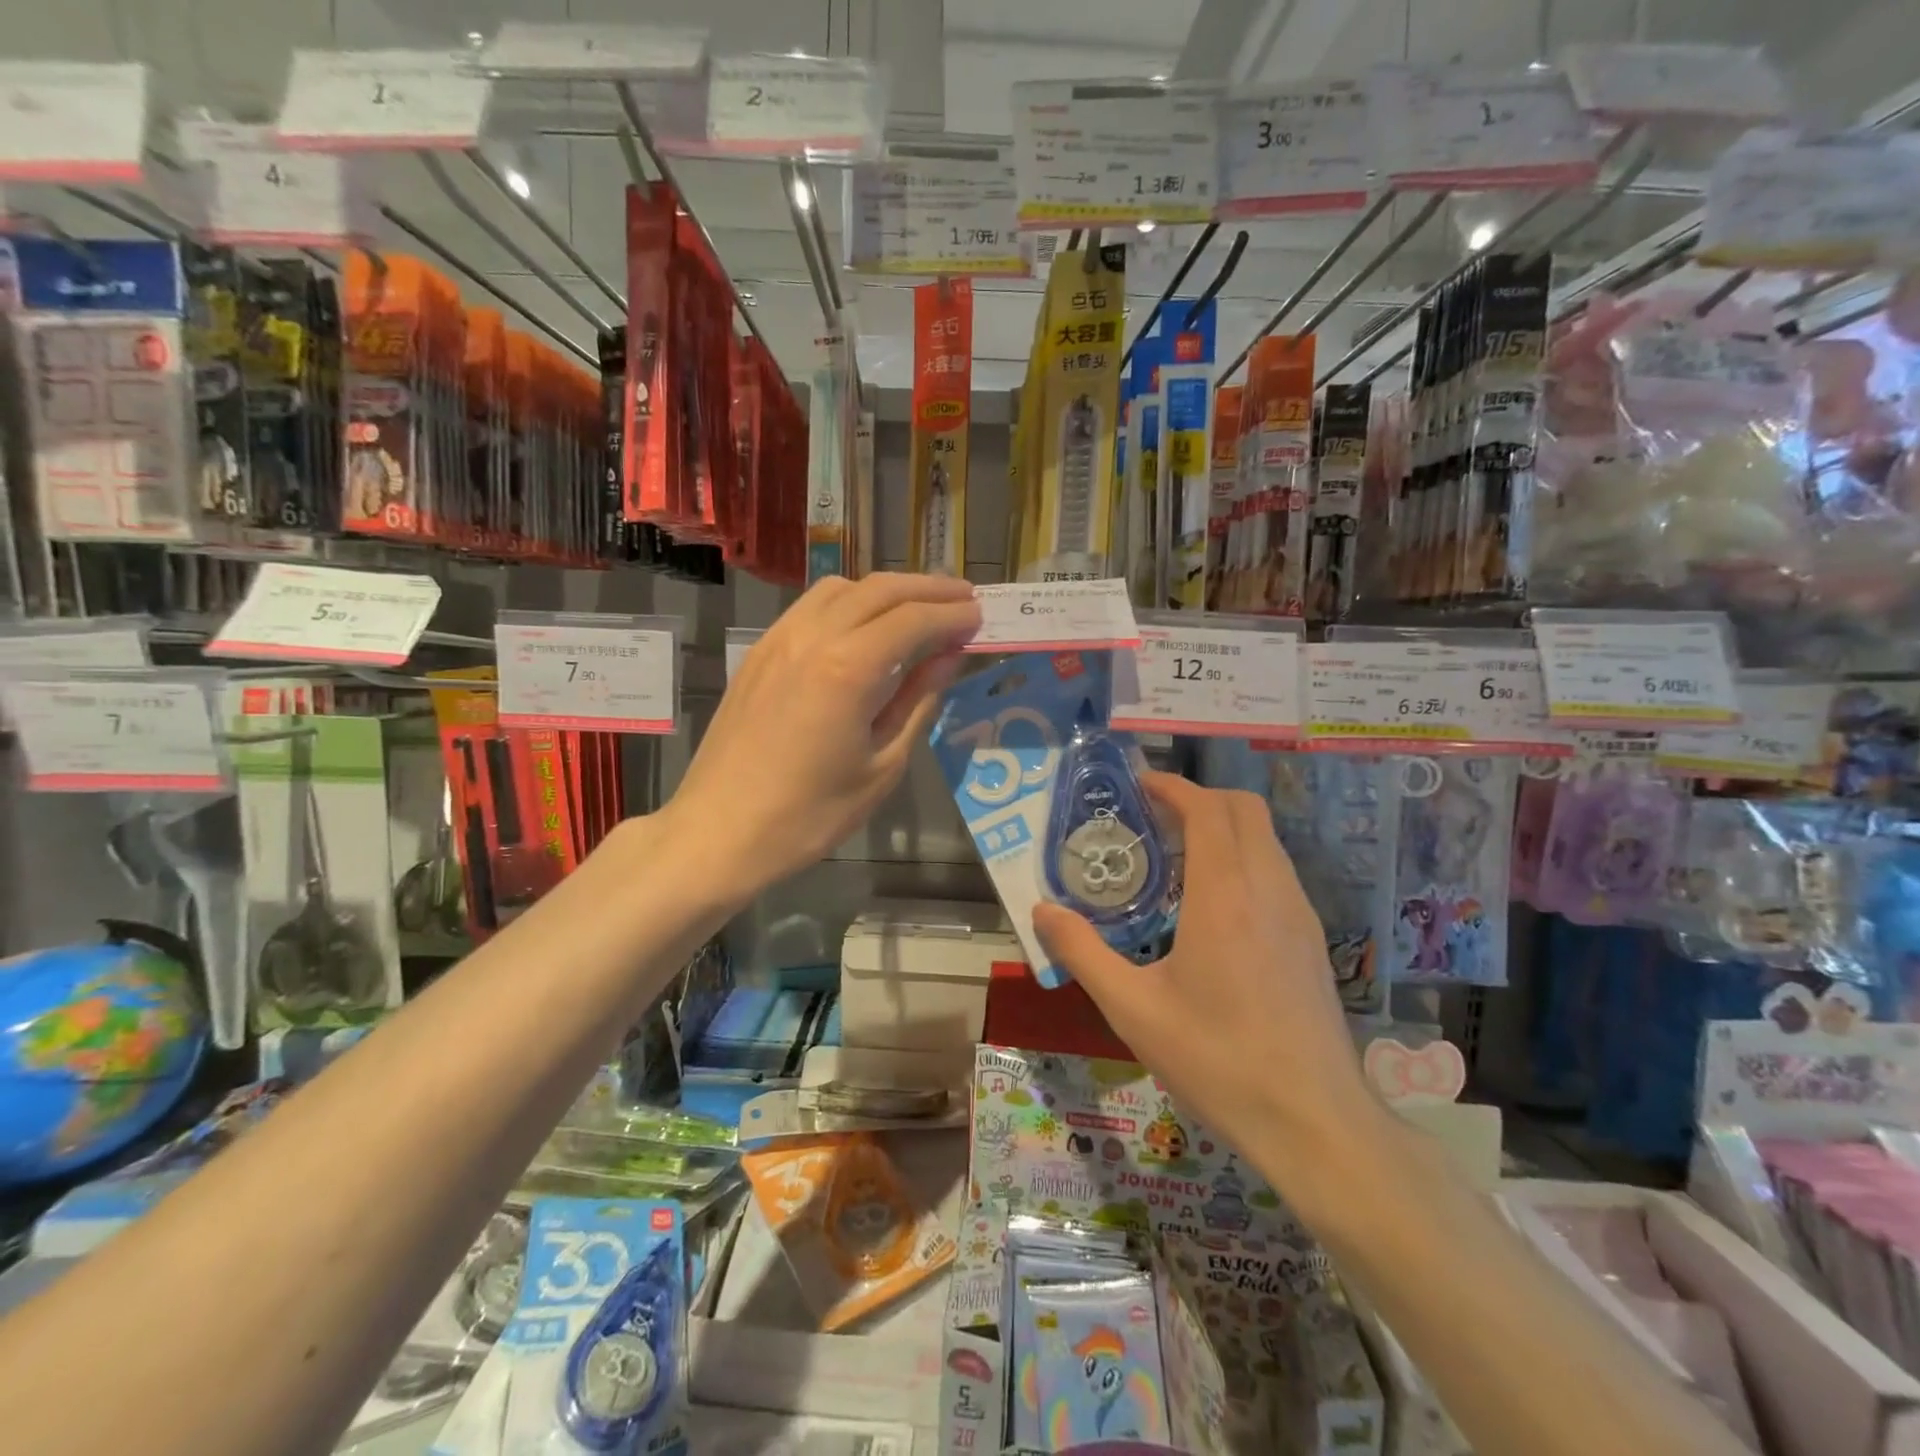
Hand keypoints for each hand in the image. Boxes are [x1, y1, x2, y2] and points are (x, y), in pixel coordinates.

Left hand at [667, 573, 980, 900]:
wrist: (719, 832)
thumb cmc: (810, 815)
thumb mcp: (882, 767)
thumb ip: (918, 702)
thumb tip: (948, 659)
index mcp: (848, 669)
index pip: (914, 620)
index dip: (953, 616)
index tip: (982, 618)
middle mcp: (812, 637)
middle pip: (881, 590)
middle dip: (929, 589)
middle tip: (966, 599)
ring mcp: (779, 639)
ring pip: (843, 588)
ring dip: (888, 590)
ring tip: (920, 608)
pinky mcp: (760, 651)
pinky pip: (812, 606)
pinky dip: (850, 602)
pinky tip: (866, 625)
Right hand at [1032, 773, 1374, 1171]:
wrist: (1315, 1122)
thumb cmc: (1218, 1061)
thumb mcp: (1133, 1010)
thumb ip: (1082, 952)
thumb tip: (1041, 910)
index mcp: (1225, 896)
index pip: (1207, 809)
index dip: (1173, 787)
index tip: (1139, 785)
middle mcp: (1269, 889)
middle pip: (1244, 809)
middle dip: (1199, 797)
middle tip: (1153, 817)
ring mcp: (1299, 913)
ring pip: (1265, 838)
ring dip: (1223, 826)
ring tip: (1176, 855)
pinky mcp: (1311, 938)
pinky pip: (1276, 870)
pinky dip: (1243, 856)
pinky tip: (1213, 903)